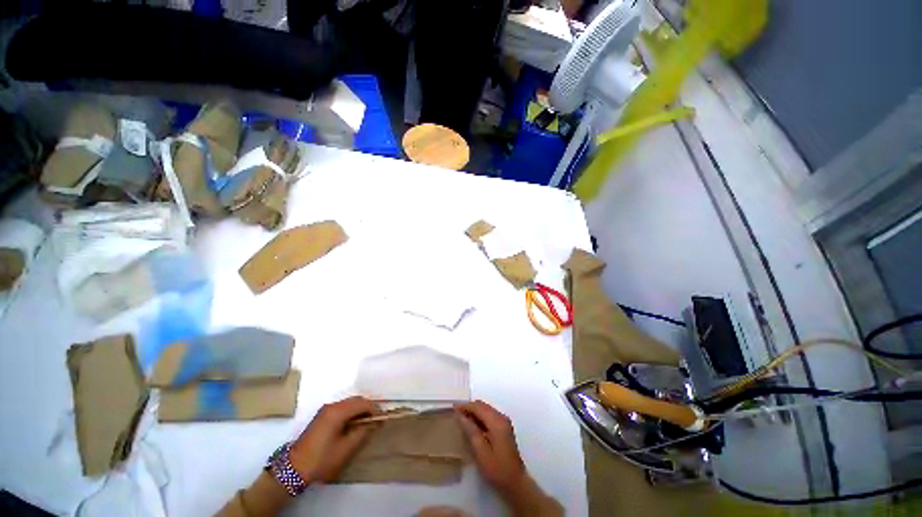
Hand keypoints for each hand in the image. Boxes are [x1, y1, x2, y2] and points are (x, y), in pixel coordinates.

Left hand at [290, 396, 380, 483]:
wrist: (293, 469)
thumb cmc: (322, 459)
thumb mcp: (346, 448)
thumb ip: (363, 432)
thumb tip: (375, 422)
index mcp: (338, 411)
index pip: (363, 403)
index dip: (375, 408)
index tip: (383, 418)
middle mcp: (332, 406)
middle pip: (356, 400)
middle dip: (369, 407)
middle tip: (377, 419)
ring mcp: (325, 410)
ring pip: (349, 403)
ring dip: (360, 409)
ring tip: (368, 422)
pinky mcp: (322, 416)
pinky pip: (342, 408)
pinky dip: (352, 412)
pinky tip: (354, 423)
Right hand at [454, 401, 526, 496]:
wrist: (515, 482)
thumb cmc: (497, 469)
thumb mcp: (481, 452)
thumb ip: (471, 431)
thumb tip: (461, 416)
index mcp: (497, 422)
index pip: (479, 407)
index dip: (465, 406)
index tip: (453, 408)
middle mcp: (502, 418)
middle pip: (483, 406)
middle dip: (469, 407)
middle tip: (456, 413)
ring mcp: (504, 422)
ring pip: (486, 409)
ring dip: (474, 412)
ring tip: (462, 418)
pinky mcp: (504, 428)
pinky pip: (489, 415)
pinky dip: (480, 417)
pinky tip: (472, 425)